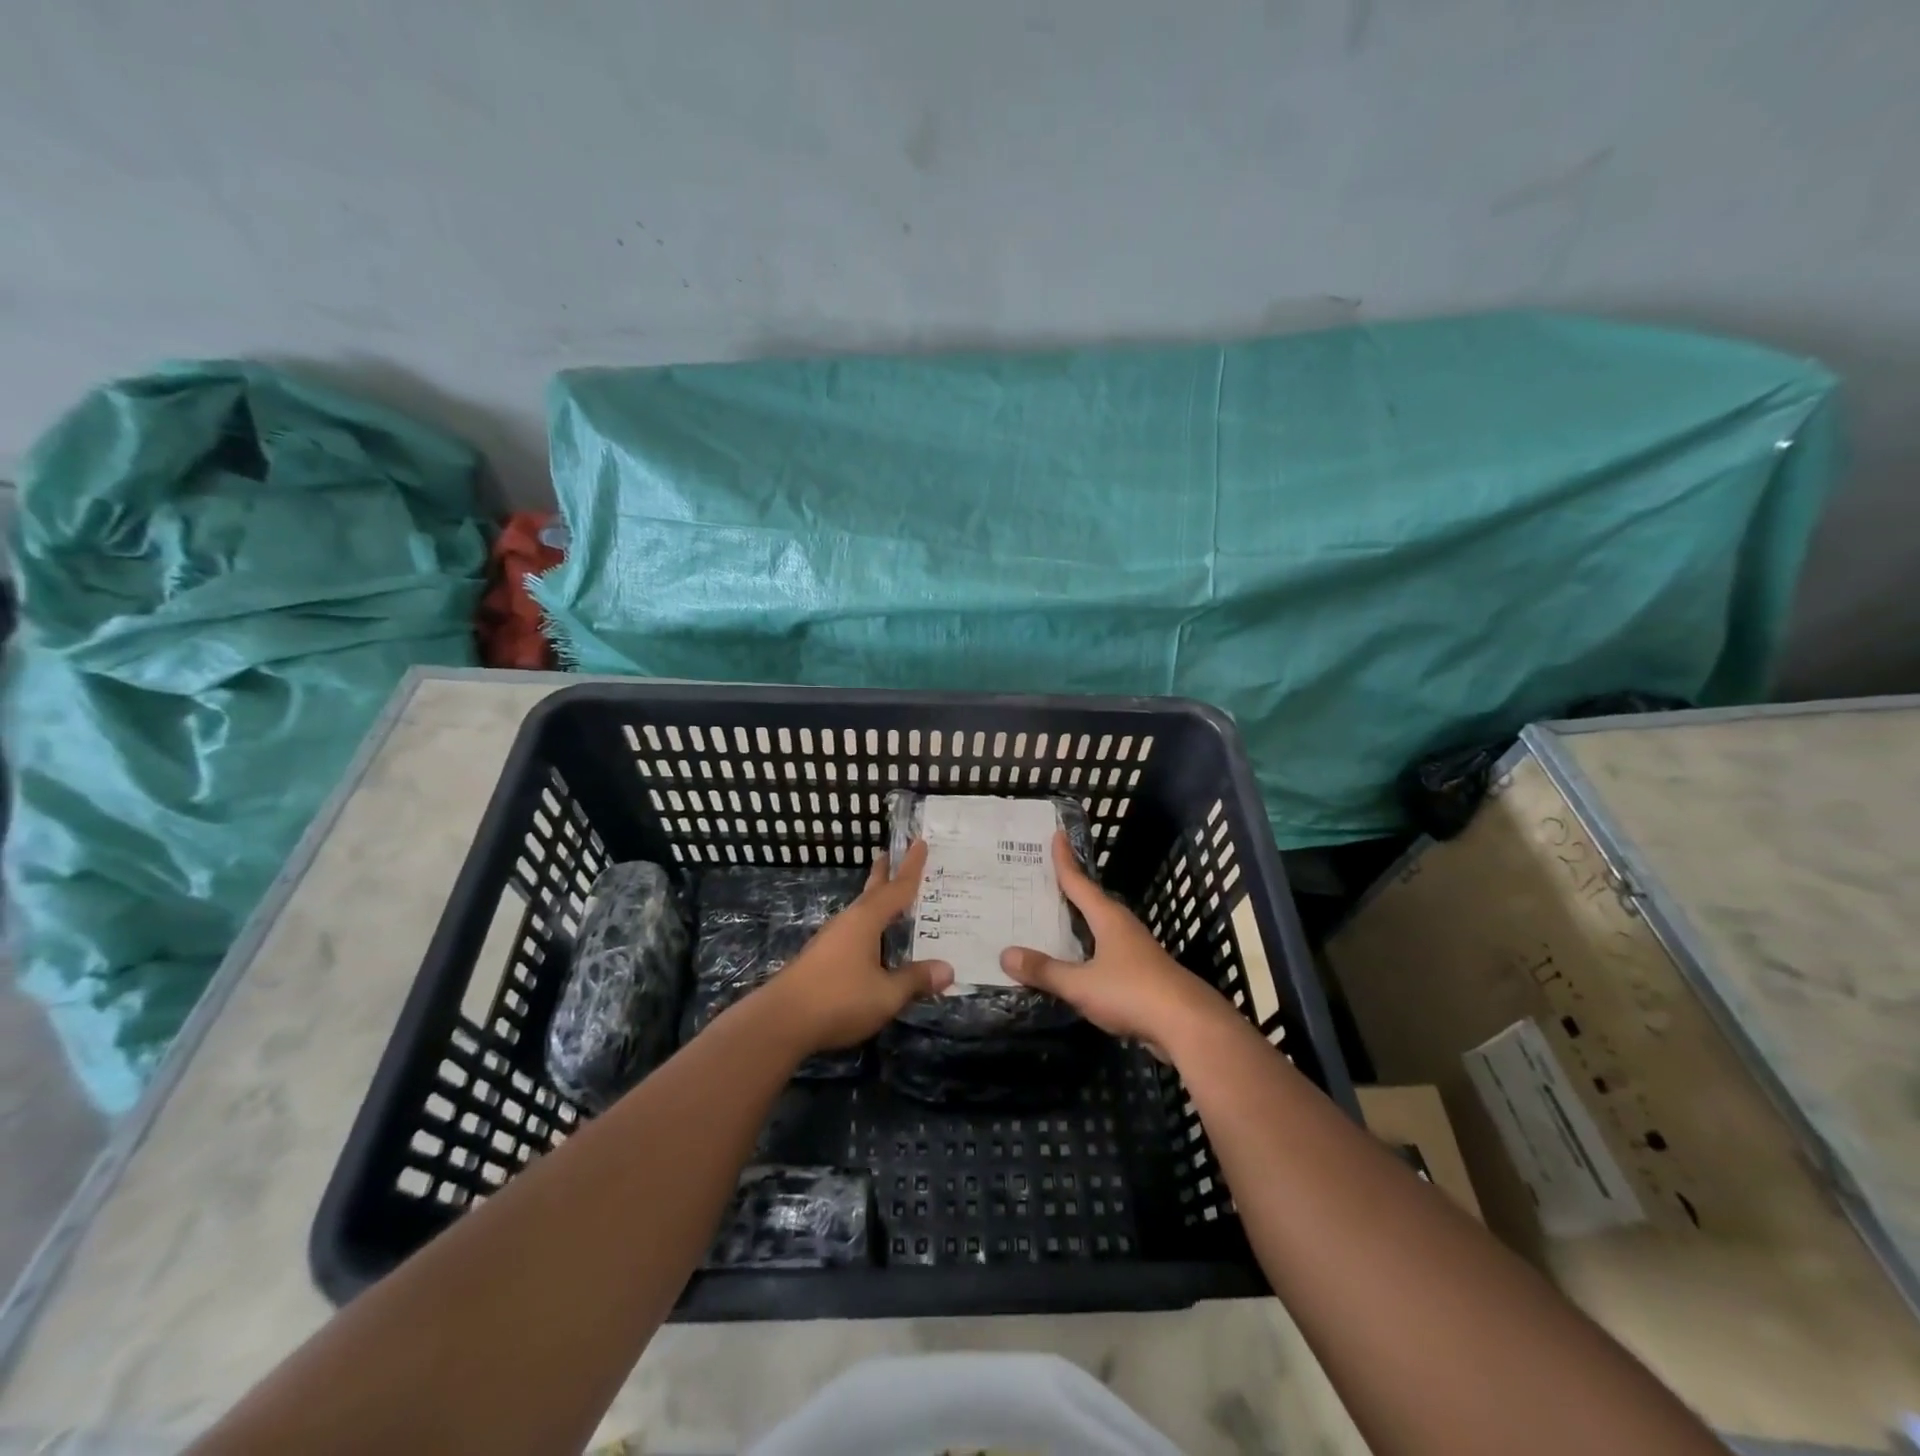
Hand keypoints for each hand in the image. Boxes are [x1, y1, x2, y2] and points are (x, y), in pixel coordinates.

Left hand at [758, 841, 954, 1052]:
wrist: (781, 1021)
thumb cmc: (839, 999)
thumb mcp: (886, 994)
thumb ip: (915, 980)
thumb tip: (947, 969)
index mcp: (866, 921)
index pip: (896, 889)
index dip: (911, 868)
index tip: (920, 842)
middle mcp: (848, 922)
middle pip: (872, 892)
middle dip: (885, 873)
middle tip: (892, 853)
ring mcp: (831, 939)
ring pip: (861, 912)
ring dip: (877, 901)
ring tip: (890, 899)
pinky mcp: (822, 958)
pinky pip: (854, 931)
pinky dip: (870, 926)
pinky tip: (873, 941)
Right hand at [1000, 833, 1230, 1054]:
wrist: (1188, 1025)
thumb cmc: (1133, 992)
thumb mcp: (1081, 984)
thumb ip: (1045, 971)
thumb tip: (1005, 954)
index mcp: (1108, 918)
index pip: (1080, 882)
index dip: (1065, 860)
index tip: (1057, 834)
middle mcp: (1122, 927)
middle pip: (1091, 901)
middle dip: (1069, 890)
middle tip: (1041, 879)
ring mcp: (1135, 951)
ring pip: (1100, 928)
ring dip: (1078, 922)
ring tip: (1051, 919)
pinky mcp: (1141, 975)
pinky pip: (1105, 953)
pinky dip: (1087, 950)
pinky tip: (1075, 962)